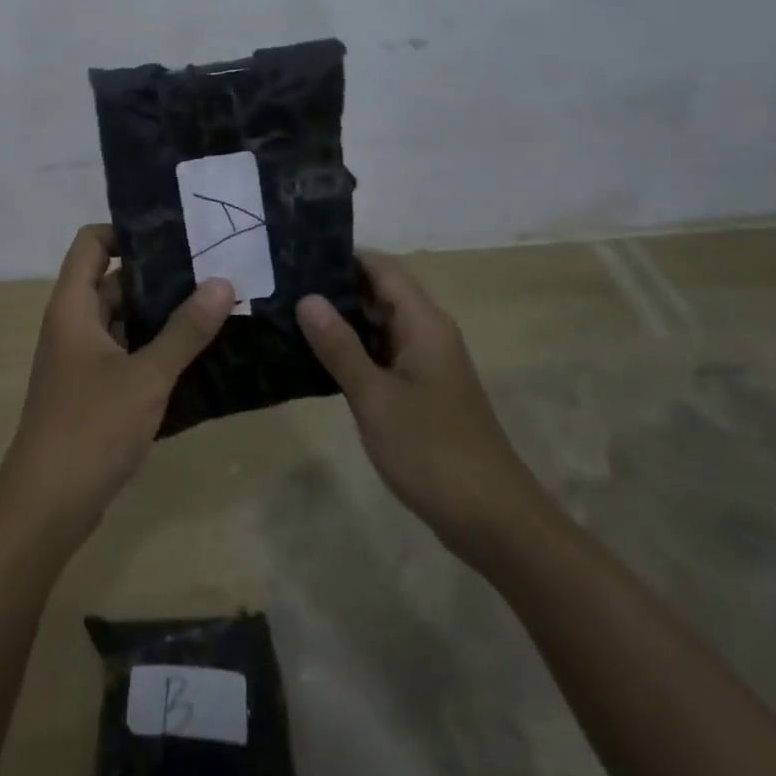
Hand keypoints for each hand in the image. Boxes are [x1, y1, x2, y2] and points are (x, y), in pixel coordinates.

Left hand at [0, 225, 234, 539]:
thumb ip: (185, 330)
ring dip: (163, 315)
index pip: (92, 242)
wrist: (46, 508)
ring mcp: (82, 359)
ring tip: (216, 306)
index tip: (176, 234)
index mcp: (74, 307)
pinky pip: (127, 352)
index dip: (127, 230)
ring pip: (124, 320)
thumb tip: (223, 282)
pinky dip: (156, 348)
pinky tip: (199, 354)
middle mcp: (74, 324)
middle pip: (114, 281)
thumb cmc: (90, 429)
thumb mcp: (145, 377)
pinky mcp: (93, 390)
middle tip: (214, 269)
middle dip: (160, 275)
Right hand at [296, 253, 542, 557]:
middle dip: (335, 287)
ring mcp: (427, 363)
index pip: (381, 267)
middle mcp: (428, 332)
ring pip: (380, 325)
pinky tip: (318, 359)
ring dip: (342, 321)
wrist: (493, 520)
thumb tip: (307, 297)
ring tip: (290, 316)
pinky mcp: (424, 391)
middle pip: (380, 292)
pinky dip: (355, 350)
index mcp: (423, 322)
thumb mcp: (375, 397)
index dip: (341, 256)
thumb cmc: (432, 451)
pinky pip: (385, 354)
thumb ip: (340, 346)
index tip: (296, 256)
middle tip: (282, 287)